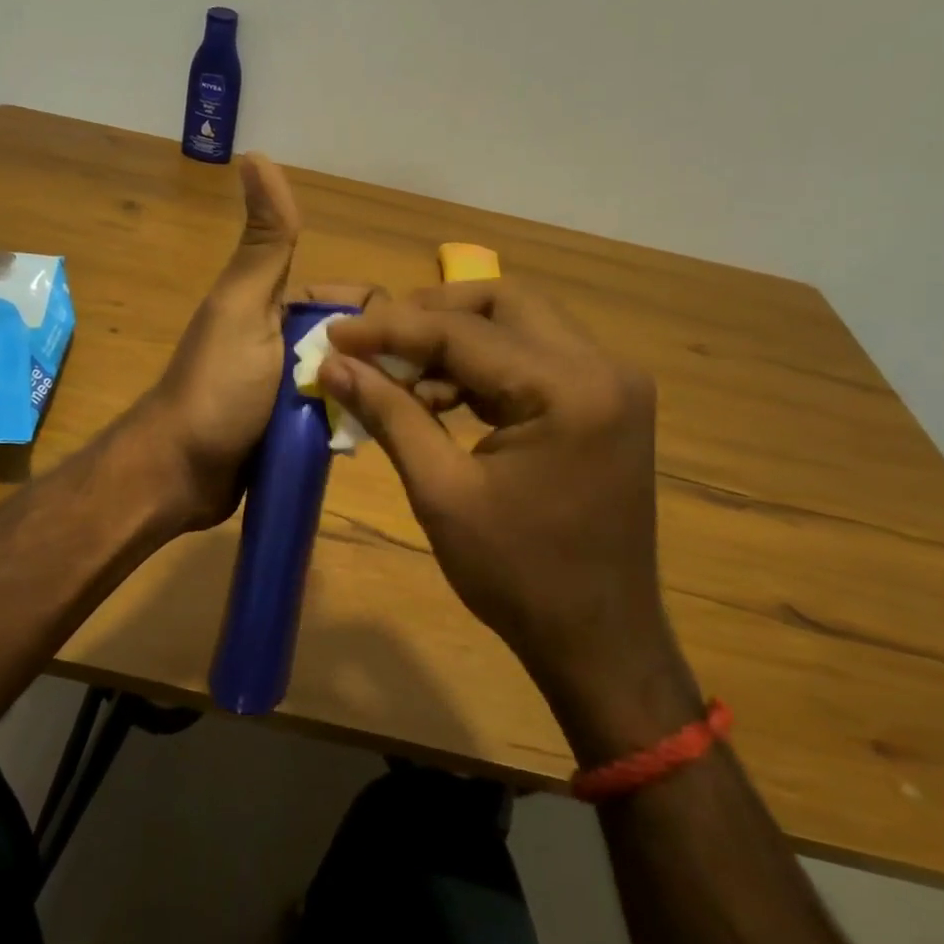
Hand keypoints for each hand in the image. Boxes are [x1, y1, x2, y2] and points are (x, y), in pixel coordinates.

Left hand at [138, 153, 376, 530]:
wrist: (179, 474)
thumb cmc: (217, 388)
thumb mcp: (244, 308)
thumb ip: (264, 242)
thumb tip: (255, 153)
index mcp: (280, 308)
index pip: (355, 301)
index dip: (380, 319)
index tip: (400, 349)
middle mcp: (289, 346)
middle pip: (361, 345)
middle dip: (382, 363)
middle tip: (402, 394)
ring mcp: (293, 393)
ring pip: (356, 384)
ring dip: (373, 398)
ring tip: (397, 421)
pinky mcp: (294, 435)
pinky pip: (340, 421)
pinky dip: (355, 426)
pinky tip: (378, 440)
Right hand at [320, 281, 702, 763]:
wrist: (598, 640)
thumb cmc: (517, 575)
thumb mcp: (441, 492)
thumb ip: (389, 414)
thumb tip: (333, 365)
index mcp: (569, 389)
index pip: (464, 332)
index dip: (390, 328)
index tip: (334, 332)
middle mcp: (602, 367)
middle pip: (502, 303)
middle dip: (430, 314)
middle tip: (374, 341)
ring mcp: (611, 383)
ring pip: (519, 324)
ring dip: (456, 340)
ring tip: (399, 379)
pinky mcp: (604, 403)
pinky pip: (534, 359)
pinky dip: (483, 367)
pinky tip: (440, 398)